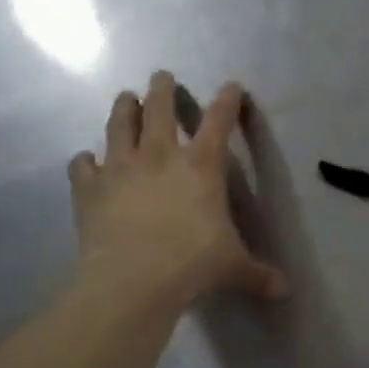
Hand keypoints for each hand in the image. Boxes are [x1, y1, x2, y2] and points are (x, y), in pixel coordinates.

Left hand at [68, 73, 287, 315]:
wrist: (132, 280)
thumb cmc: (193, 264)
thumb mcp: (234, 268)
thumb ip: (259, 274)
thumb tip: (286, 291)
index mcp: (202, 165)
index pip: (220, 121)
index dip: (228, 101)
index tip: (232, 86)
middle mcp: (160, 156)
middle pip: (159, 109)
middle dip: (162, 89)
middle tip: (161, 77)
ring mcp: (120, 168)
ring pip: (119, 125)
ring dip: (123, 108)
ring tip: (125, 97)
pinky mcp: (89, 188)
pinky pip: (82, 165)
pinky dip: (85, 161)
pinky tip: (86, 161)